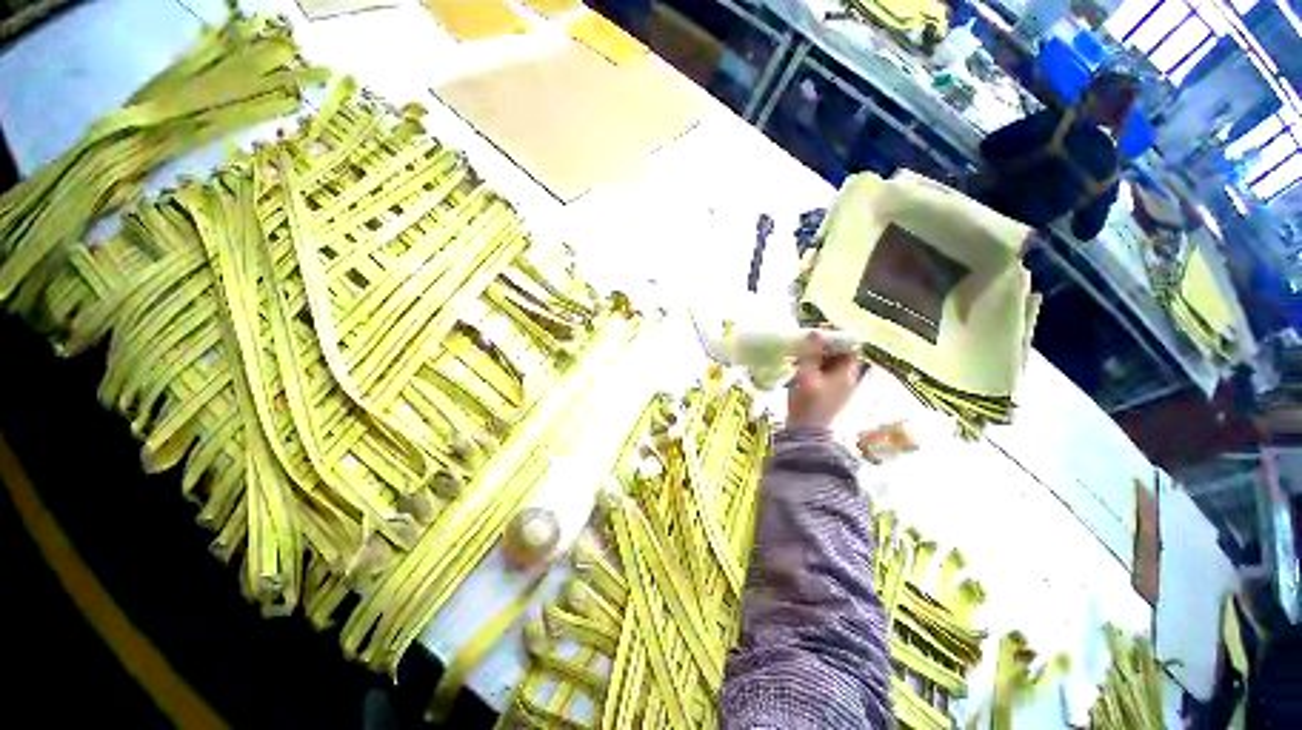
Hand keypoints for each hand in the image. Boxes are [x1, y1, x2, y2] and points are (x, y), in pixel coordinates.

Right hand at [786, 333, 864, 429]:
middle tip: (806, 342)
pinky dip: (817, 369)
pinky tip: (801, 369)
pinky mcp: (831, 398)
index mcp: (847, 374)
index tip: (819, 331)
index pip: (850, 347)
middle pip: (841, 356)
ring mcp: (840, 391)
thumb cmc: (808, 405)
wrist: (807, 436)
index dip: (836, 337)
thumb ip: (811, 354)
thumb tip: (814, 332)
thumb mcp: (806, 377)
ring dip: (819, 358)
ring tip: (800, 355)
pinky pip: (827, 377)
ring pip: (832, 366)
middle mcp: (848, 380)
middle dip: (825, 347)